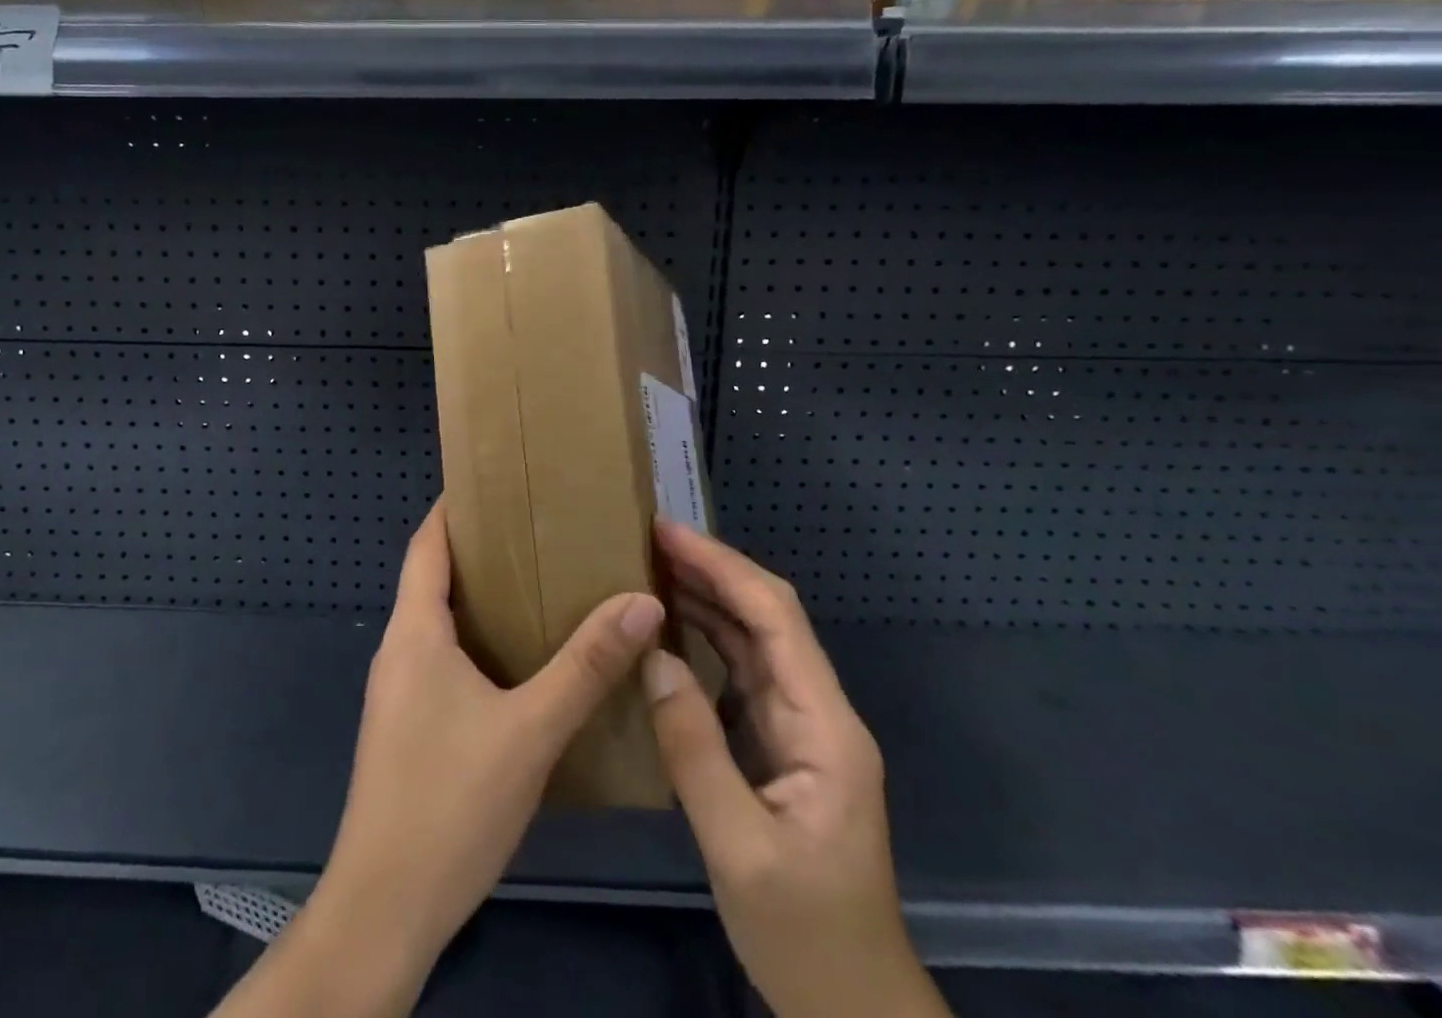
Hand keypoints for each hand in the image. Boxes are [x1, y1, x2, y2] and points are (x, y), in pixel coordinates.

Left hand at [239, 501, 662, 1016]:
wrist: (385, 910)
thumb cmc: (449, 802)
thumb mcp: (530, 730)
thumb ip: (586, 665)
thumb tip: (641, 600)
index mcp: (415, 631)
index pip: (427, 543)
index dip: (455, 507)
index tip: (498, 482)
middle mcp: (400, 650)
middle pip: (435, 577)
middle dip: (482, 549)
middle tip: (540, 530)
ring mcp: (400, 692)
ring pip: (441, 622)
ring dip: (483, 598)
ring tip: (542, 583)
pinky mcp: (409, 727)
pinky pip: (445, 660)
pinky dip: (480, 642)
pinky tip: (523, 661)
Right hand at [644, 519, 949, 1017]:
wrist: (853, 1008)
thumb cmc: (805, 936)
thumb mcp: (740, 848)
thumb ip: (695, 749)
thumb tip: (654, 658)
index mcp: (824, 727)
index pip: (774, 618)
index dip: (722, 567)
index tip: (668, 534)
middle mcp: (819, 712)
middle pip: (767, 618)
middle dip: (713, 570)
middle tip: (650, 539)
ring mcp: (803, 728)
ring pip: (755, 640)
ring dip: (708, 599)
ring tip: (654, 567)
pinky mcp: (783, 745)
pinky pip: (743, 673)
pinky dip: (707, 639)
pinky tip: (673, 628)